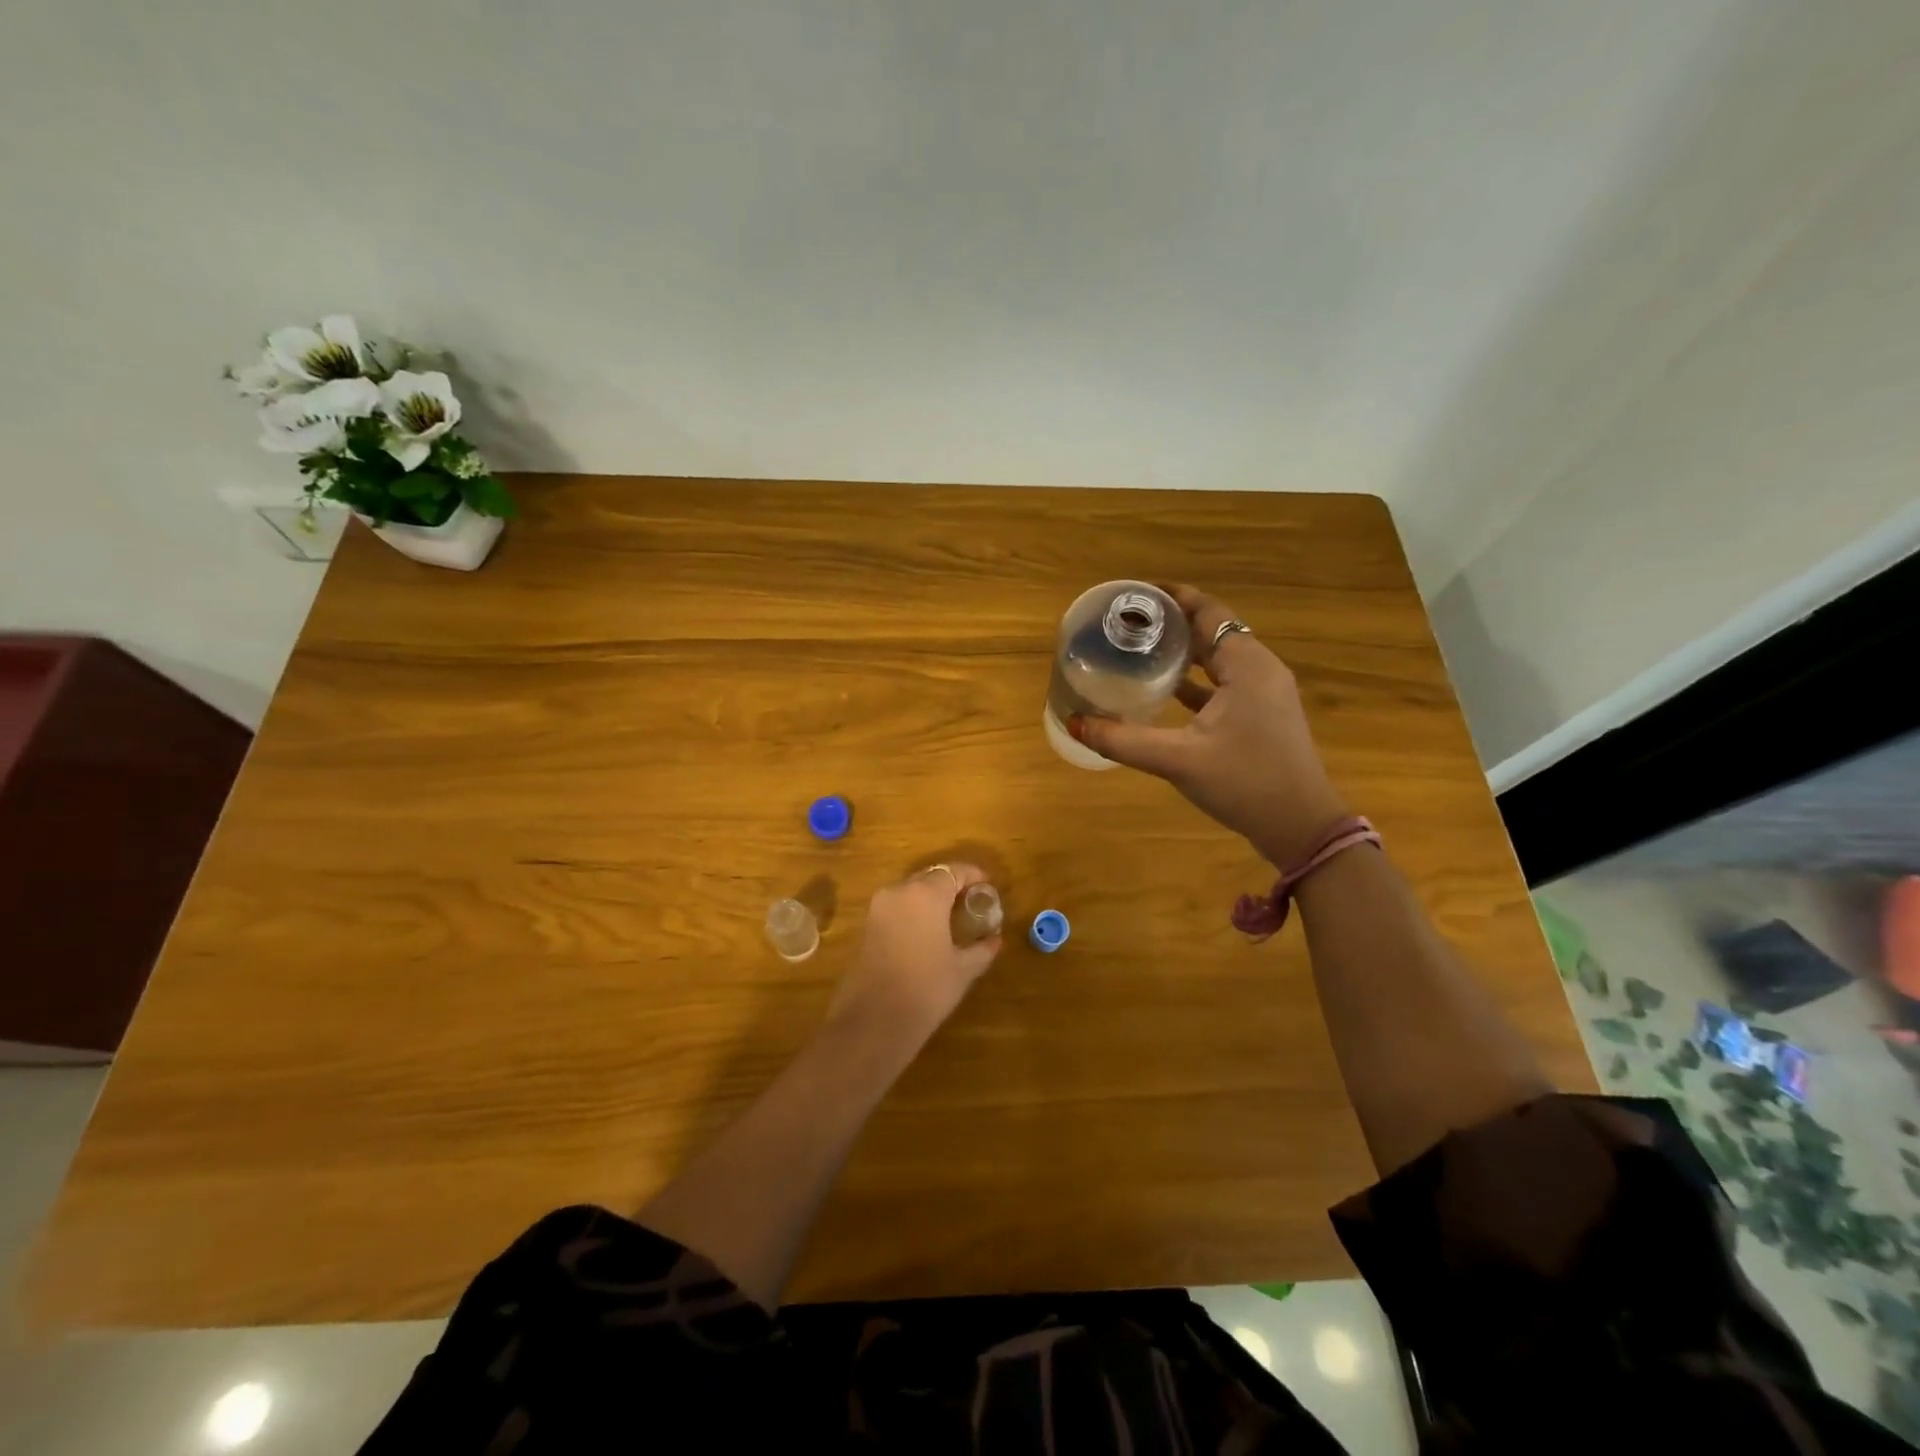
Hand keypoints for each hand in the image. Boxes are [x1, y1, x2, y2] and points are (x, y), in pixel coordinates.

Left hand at [827, 863, 1002, 1045]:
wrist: (873, 1021)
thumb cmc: (926, 990)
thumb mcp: (963, 970)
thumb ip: (982, 949)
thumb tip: (995, 939)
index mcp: (926, 894)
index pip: (954, 871)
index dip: (973, 875)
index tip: (988, 884)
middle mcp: (899, 891)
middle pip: (930, 877)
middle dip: (951, 885)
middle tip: (971, 901)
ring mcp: (878, 907)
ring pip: (910, 890)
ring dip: (931, 897)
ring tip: (951, 917)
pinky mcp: (866, 925)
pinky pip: (896, 907)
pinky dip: (913, 911)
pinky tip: (927, 932)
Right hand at [1069, 584, 1350, 868]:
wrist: (1301, 827)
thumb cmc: (1245, 783)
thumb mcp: (1178, 760)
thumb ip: (1123, 740)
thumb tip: (1074, 723)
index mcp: (1247, 665)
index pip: (1207, 611)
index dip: (1172, 597)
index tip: (1134, 594)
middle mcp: (1261, 668)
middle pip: (1213, 630)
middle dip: (1172, 622)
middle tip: (1128, 623)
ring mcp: (1266, 692)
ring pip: (1220, 657)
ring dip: (1185, 651)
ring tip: (1140, 649)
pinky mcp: (1263, 714)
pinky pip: (1226, 682)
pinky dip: (1197, 679)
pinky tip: (1166, 689)